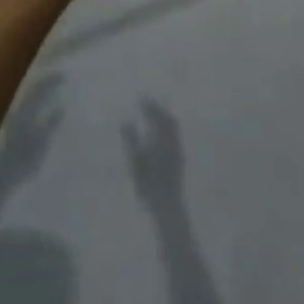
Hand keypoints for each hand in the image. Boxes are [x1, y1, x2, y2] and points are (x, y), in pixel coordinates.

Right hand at [121, 98, 184, 212]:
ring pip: (173, 127)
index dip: (149, 106)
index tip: (141, 98)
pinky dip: (167, 127)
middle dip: (158, 108)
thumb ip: (131, 139)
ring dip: (163, 117)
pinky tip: (159, 133)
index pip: (157, 116)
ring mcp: (178, 149)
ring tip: (153, 114)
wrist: (167, 204)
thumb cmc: (148, 184)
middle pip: (168, 118)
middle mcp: (173, 141)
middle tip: (147, 103)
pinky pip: (175, 135)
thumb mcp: (135, 162)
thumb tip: (124, 121)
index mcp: (163, 139)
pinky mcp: (180, 158)